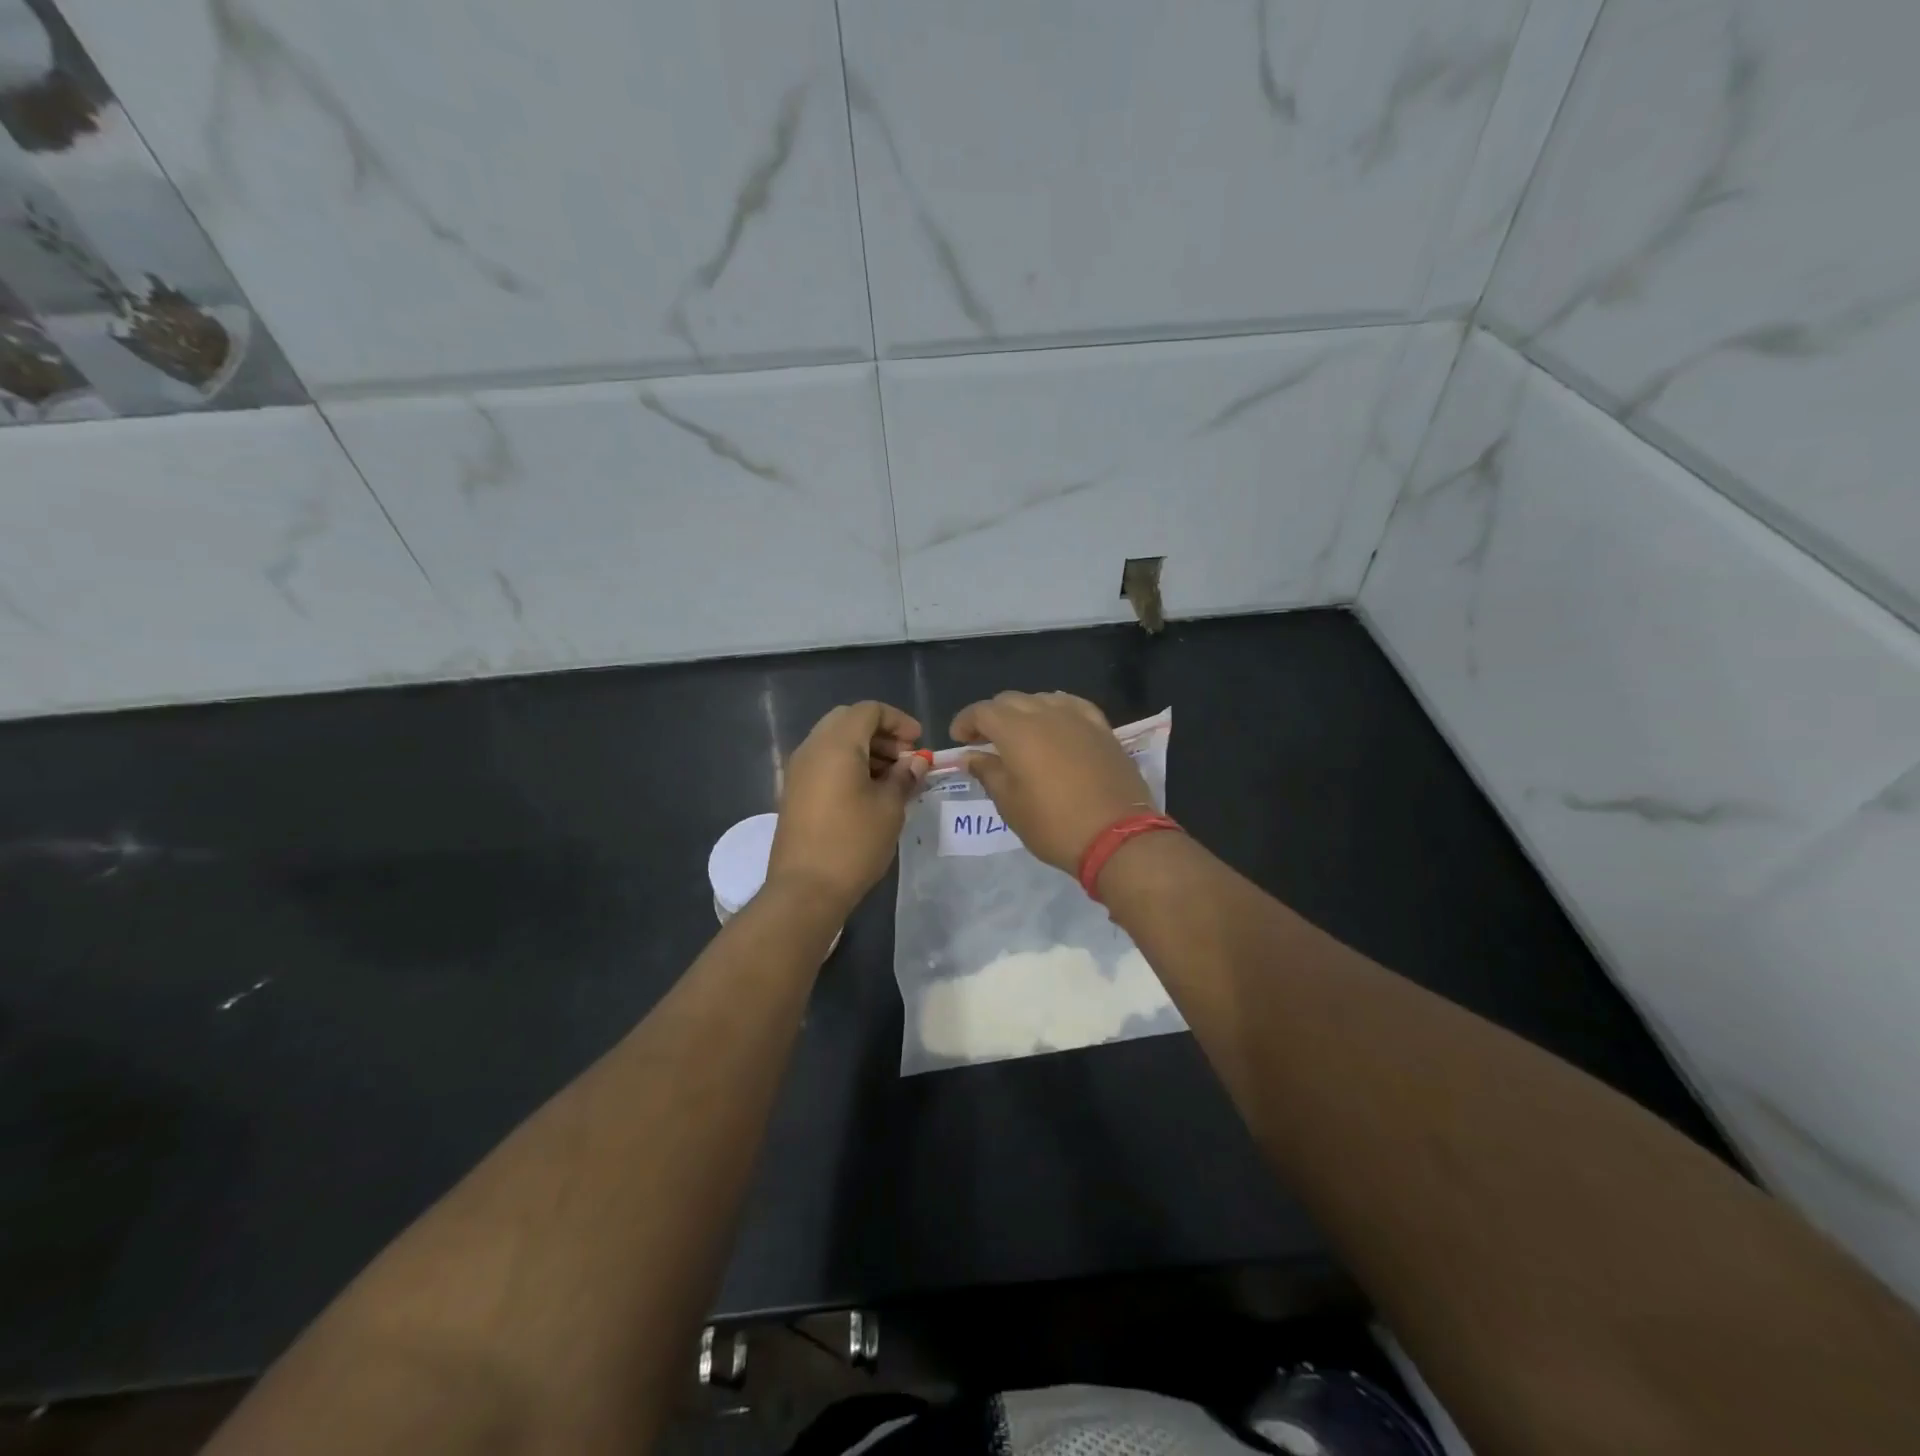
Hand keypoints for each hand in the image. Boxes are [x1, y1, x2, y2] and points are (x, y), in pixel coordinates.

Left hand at [768, 701, 928, 912]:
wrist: (805, 889)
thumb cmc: (853, 843)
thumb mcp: (890, 808)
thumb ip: (905, 777)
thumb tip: (915, 763)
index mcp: (836, 744)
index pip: (868, 710)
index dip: (898, 721)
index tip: (919, 744)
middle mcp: (812, 748)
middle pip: (848, 721)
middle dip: (880, 733)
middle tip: (906, 758)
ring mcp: (798, 771)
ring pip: (834, 741)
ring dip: (865, 749)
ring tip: (892, 778)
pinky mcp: (794, 792)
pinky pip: (824, 762)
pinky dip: (848, 764)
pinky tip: (869, 792)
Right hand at [950, 692, 1154, 874]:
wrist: (1117, 836)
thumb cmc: (1054, 825)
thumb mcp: (1010, 805)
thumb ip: (988, 773)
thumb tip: (970, 756)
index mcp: (1017, 731)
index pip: (982, 711)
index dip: (965, 721)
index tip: (959, 739)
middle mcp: (1046, 714)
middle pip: (1010, 700)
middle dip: (992, 716)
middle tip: (983, 741)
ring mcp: (1078, 718)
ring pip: (1041, 699)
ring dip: (1023, 712)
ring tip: (1019, 736)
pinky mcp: (1102, 728)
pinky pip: (1072, 706)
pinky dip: (1055, 711)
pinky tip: (1054, 726)